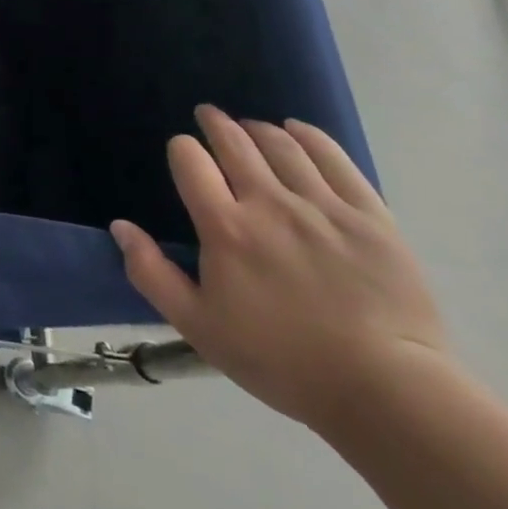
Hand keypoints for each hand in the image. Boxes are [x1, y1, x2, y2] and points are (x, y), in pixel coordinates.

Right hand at [110, 105, 448, 435]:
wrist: (387, 393)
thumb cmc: (282, 362)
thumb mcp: (198, 327)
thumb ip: (151, 273)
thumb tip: (120, 226)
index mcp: (225, 227)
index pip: (190, 160)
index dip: (182, 149)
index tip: (184, 154)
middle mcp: (269, 203)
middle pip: (235, 142)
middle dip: (216, 123)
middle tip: (209, 115)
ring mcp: (323, 206)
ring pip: (282, 145)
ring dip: (258, 129)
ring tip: (251, 127)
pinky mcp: (370, 217)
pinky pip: (335, 160)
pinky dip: (310, 137)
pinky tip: (298, 131)